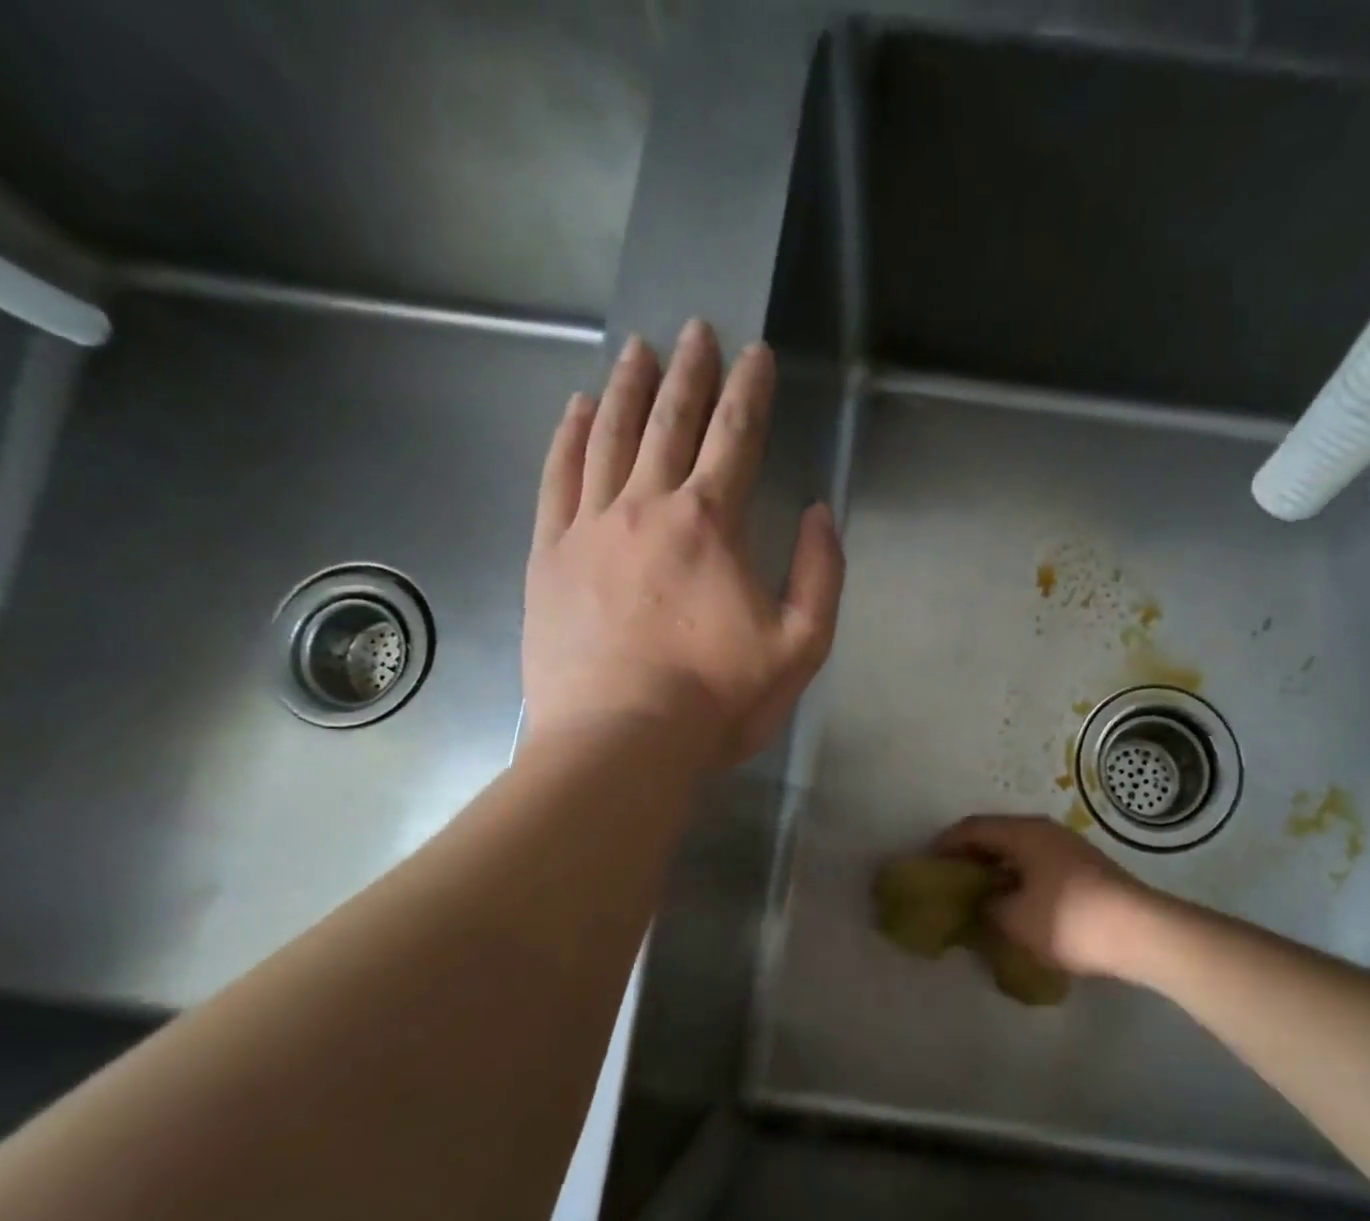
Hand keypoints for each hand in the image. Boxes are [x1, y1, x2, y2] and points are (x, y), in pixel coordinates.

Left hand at [523, 320, 844, 766]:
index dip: (750, 390)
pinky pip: (558, 478)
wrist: (620, 743)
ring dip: (629, 388)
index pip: (736, 437)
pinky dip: (569, 436)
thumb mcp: (801, 646)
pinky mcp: (549, 556)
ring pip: (610, 437)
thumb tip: (817, 512)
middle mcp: (648, 506)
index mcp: (711, 524)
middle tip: (695, 329)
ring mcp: (590, 527)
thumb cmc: (718, 700)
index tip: (756, 352)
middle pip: (671, 422)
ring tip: (638, 349)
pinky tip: (578, 408)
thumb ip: (820, 573)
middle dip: (689, 371)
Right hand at [934, 816, 1155, 981]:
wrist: (1139, 932)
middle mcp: (1045, 831)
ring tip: (980, 896)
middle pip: (997, 836)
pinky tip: (1016, 904)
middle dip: (971, 857)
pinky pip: (1039, 865)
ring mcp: (1069, 848)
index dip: (945, 845)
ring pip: (1020, 852)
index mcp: (1023, 832)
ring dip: (997, 870)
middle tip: (950, 881)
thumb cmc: (1067, 920)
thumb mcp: (1013, 919)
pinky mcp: (1086, 868)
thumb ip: (985, 907)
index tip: (927, 864)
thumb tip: (979, 903)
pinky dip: (1019, 879)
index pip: (972, 828)